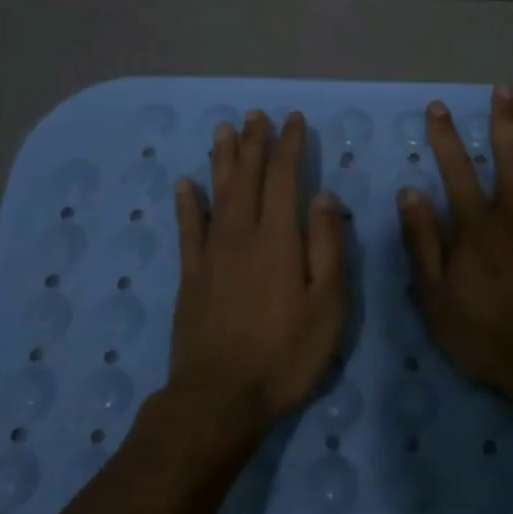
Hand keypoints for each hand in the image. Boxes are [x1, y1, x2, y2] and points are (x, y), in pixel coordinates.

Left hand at [171, 110, 345, 432]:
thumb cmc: (285, 354)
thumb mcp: (327, 305)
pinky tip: (185, 184)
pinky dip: (187, 204)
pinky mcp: (191, 276)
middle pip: (247, 178)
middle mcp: (242, 235)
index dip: (289, 146)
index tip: (292, 120)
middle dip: (254, 143)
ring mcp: (212, 254)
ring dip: (222, 160)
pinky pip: (188, 229)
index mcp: (279, 239)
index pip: (284, 179)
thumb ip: (327, 246)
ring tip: (223, 130)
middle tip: (256, 114)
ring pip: (217, 194)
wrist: (220, 398)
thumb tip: (324, 196)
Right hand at [397, 86, 512, 394]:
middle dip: (503, 119)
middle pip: (508, 156)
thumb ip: (422, 242)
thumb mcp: (436, 297)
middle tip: (503, 85)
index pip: (457, 171)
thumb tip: (410, 191)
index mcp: (477, 227)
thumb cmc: (488, 337)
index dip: (446, 137)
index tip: (440, 107)